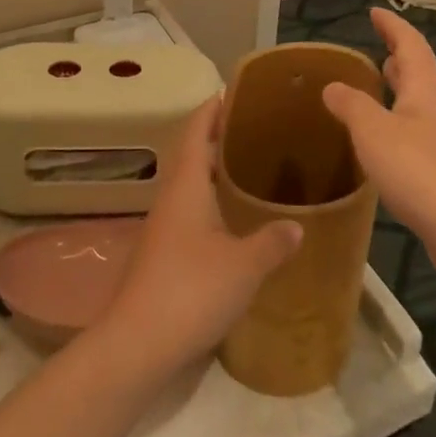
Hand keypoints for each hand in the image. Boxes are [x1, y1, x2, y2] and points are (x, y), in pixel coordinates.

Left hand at [99, 98, 301, 372]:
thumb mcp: (244, 266)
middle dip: (218, 134)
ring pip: (190, 182)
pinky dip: (211, 198)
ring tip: (250, 165)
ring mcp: (163, 225)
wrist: (137, 344)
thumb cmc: (191, 291)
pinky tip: (232, 215)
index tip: (237, 92)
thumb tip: (298, 225)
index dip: (214, 108)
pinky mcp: (163, 251)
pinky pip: (189, 208)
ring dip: (214, 167)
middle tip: (256, 127)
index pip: (197, 130)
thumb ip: (272, 241)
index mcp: (186, 186)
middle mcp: (171, 197)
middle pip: (191, 152)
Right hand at [321, 8, 435, 272]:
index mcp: (424, 90)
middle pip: (420, 71)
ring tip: (377, 85)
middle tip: (377, 47)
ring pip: (419, 102)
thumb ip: (351, 105)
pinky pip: (416, 131)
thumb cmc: (419, 171)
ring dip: (399, 88)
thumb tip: (333, 85)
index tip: (374, 12)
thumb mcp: (373, 132)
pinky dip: (397, 120)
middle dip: (399, 56)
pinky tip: (382, 139)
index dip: (392, 26)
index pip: (410, 45)